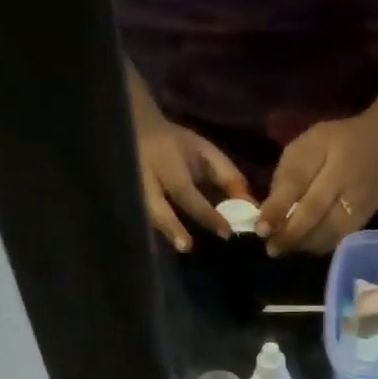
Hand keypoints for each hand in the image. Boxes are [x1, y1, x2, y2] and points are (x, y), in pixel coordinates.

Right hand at [135, 113, 251, 252]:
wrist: (135, 130)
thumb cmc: (177, 146)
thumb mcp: (204, 153)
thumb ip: (227, 177)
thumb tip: (249, 206)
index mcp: (167, 163)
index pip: (188, 192)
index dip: (207, 213)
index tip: (225, 232)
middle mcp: (146, 179)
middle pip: (155, 207)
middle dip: (171, 227)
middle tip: (186, 247)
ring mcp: (132, 192)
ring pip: (145, 216)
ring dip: (163, 234)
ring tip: (179, 248)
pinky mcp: (128, 203)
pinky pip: (141, 222)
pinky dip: (157, 235)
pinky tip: (169, 247)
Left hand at [257, 107, 377, 257]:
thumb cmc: (338, 143)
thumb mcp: (308, 145)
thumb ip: (287, 176)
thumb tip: (267, 214)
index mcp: (328, 151)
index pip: (298, 182)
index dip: (278, 208)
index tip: (261, 229)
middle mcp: (346, 179)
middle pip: (314, 213)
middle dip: (289, 234)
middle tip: (271, 248)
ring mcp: (358, 203)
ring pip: (327, 233)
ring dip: (302, 245)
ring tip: (283, 249)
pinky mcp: (364, 220)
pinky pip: (338, 240)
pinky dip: (318, 247)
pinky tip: (305, 246)